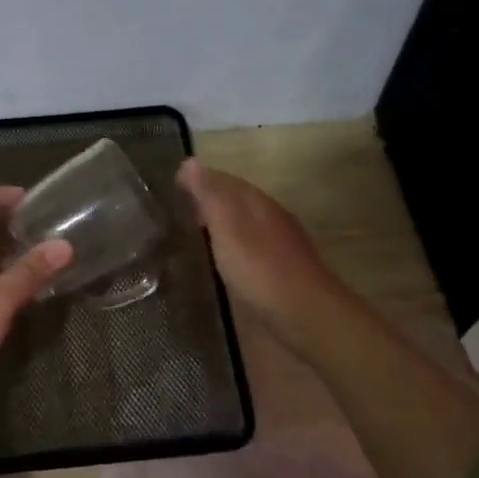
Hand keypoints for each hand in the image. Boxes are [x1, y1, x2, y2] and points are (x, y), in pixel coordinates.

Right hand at [177, 159, 346, 357]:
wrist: (304, 315)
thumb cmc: (260, 268)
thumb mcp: (227, 226)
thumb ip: (209, 195)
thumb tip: (190, 162)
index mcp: (258, 203)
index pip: (226, 180)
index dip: (200, 179)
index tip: (174, 183)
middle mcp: (271, 219)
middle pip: (237, 201)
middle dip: (211, 200)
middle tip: (180, 208)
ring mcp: (279, 247)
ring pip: (245, 225)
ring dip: (222, 225)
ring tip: (195, 233)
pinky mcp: (280, 274)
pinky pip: (250, 249)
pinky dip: (232, 248)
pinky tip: (222, 261)